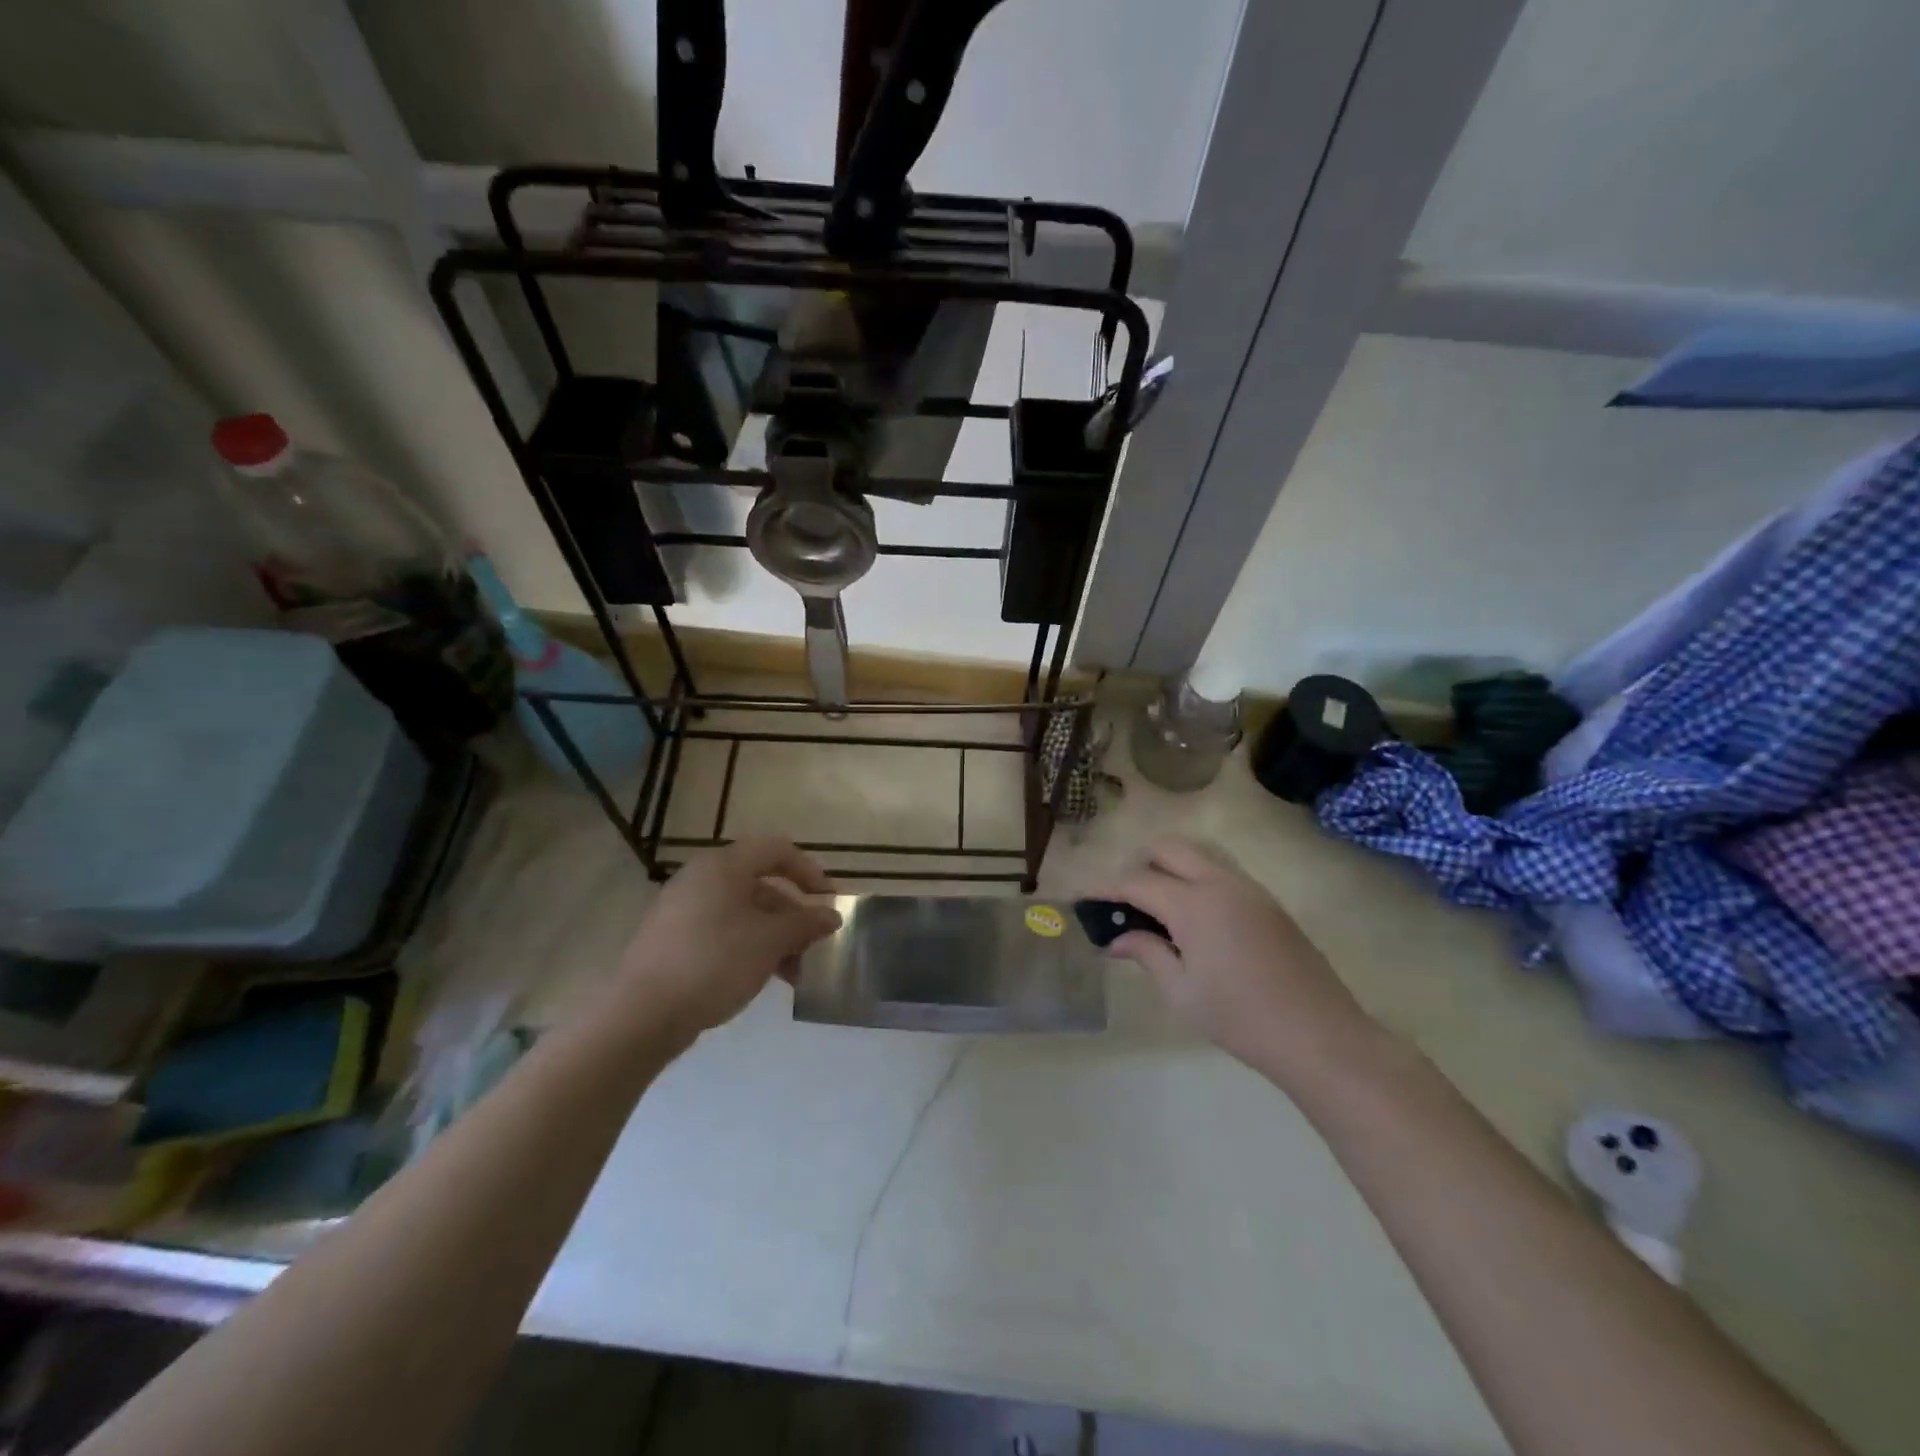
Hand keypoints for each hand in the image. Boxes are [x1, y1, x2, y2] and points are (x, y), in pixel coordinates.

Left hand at [617, 838, 841, 1045]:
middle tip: (813, 945)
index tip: (829, 901)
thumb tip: (831, 916)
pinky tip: (761, 978)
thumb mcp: (770, 941)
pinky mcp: (672, 940)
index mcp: (723, 866)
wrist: (641, 1015)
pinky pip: (722, 931)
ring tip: (793, 974)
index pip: (777, 850)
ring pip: (743, 913)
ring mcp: (682, 910)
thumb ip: (805, 923)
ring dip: (775, 937)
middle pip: (761, 884)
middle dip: (793, 915)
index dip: (809, 871)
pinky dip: (748, 947)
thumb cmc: (714, 962)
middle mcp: (701, 879)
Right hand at [1101, 840, 1376, 1087]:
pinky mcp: (1269, 903)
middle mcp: (1221, 883)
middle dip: (1138, 864)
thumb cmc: (1240, 1019)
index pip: (1136, 881)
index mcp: (1194, 904)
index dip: (1105, 887)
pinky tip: (1193, 919)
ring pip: (1199, 855)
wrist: (1320, 1037)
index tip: (1082, 896)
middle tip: (1123, 900)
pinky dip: (1196, 880)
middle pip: (1169, 849)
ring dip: (1170, 868)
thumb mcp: (1181, 992)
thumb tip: (1117, 938)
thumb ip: (1146, 953)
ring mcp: (1250, 889)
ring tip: (1156, 908)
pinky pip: (1222, 873)